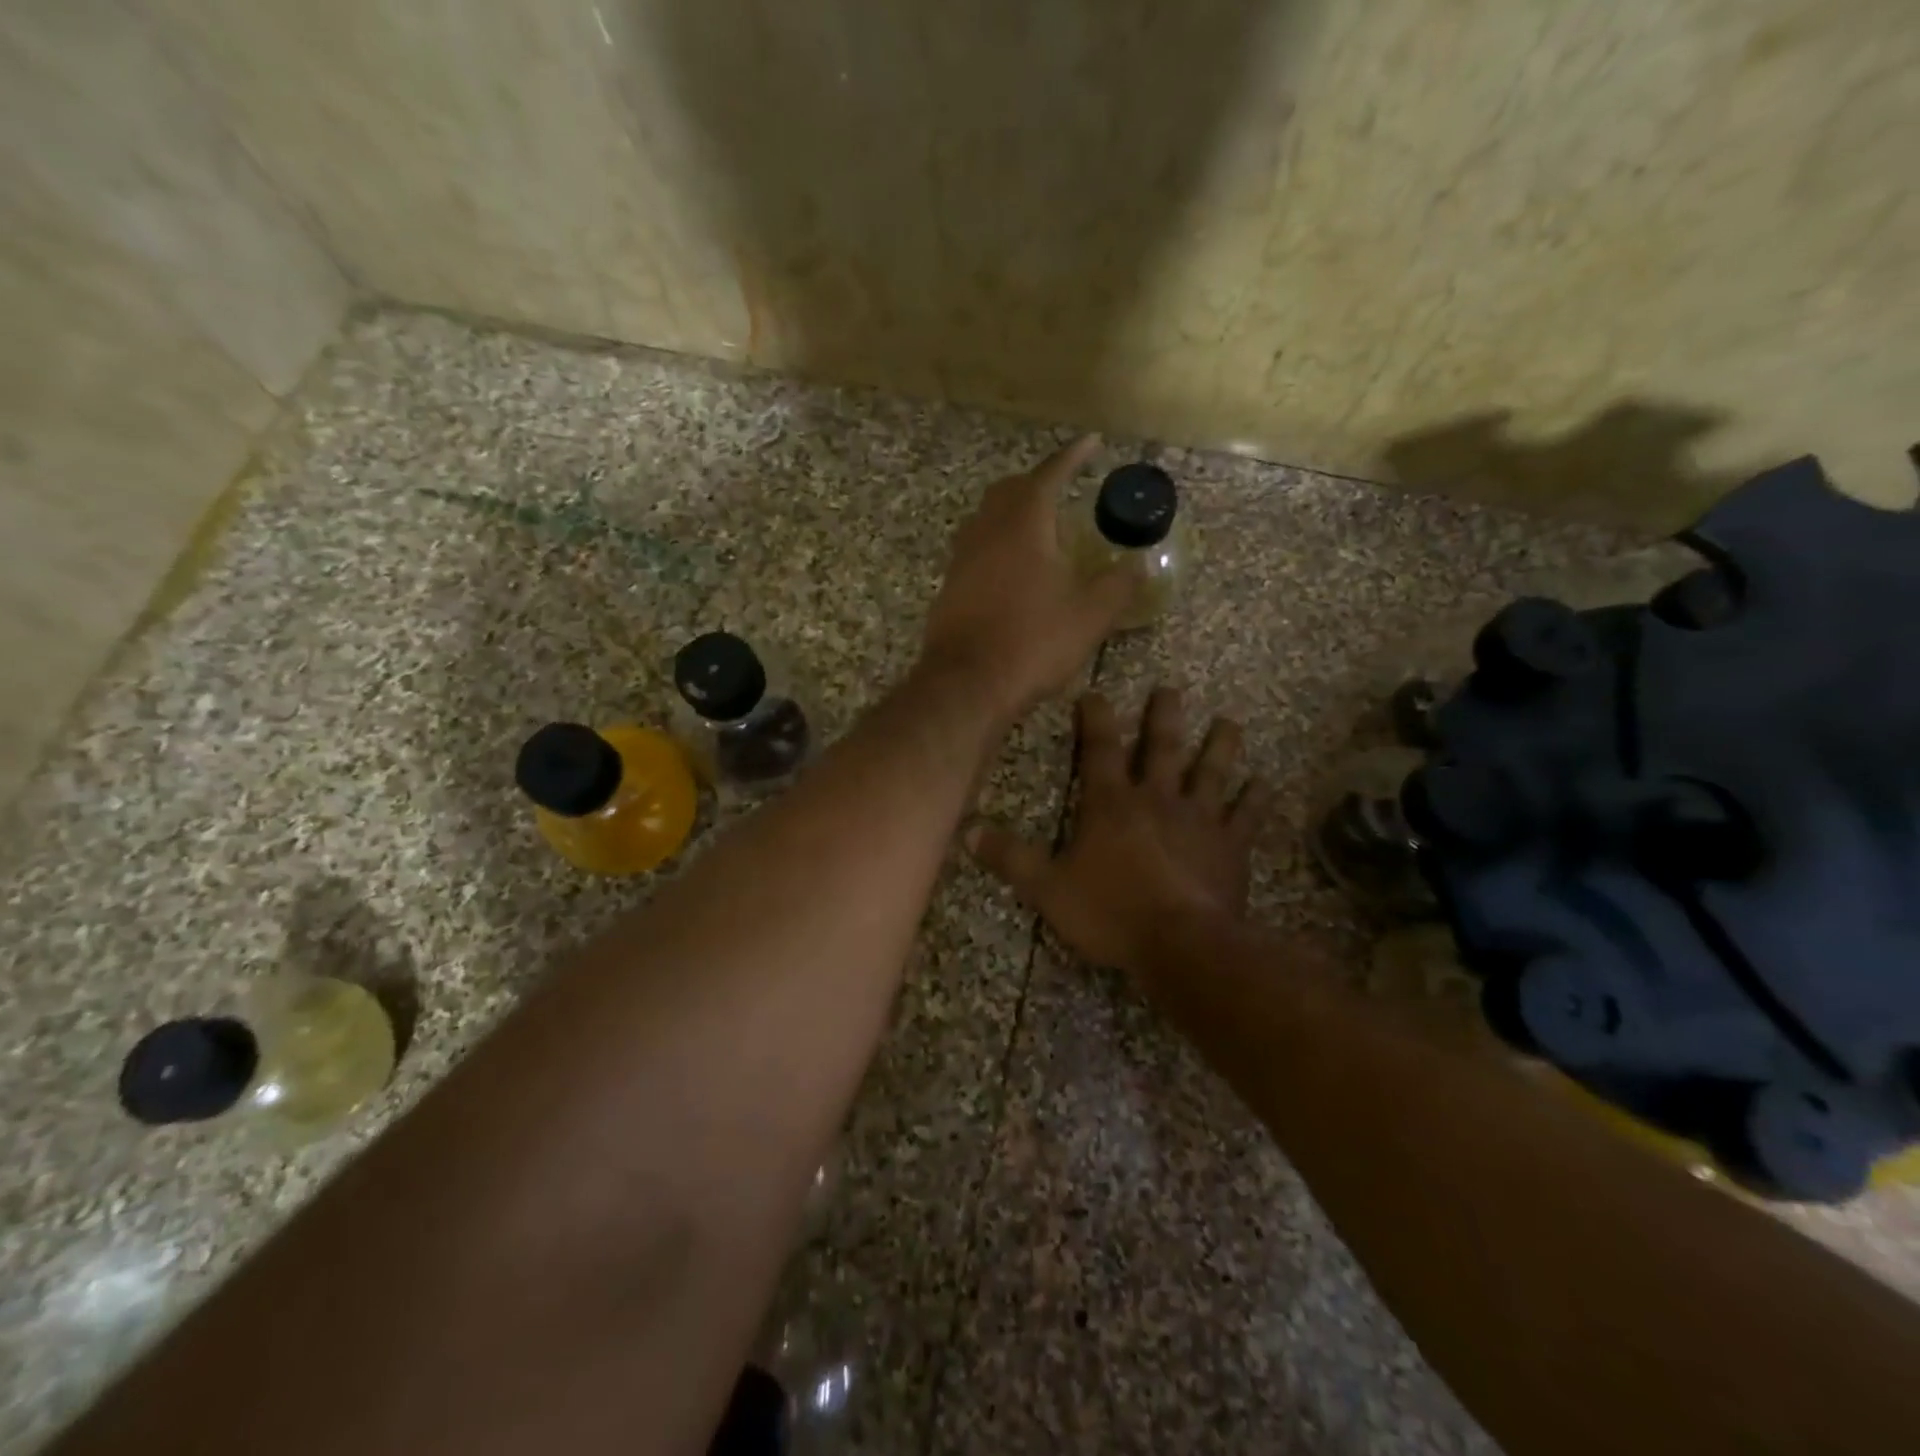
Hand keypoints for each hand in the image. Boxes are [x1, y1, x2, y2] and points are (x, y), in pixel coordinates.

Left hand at [919, 436, 1136, 722]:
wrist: (967, 683)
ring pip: (987, 518)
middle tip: (1063, 488)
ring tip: (1039, 527)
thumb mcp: (1090, 615)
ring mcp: (962, 559)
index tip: (1091, 442)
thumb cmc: (1032, 642)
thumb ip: (1118, 585)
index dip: (1072, 456)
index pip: (1049, 474)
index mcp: (1024, 524)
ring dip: (1012, 512)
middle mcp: (986, 530)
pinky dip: (997, 544)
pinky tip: (1012, 569)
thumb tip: (1138, 566)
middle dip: (1037, 482)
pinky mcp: (950, 587)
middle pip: (1009, 490)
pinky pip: (975, 549)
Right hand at [968, 687, 1270, 979]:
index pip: (1099, 750)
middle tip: (1170, 690)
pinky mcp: (1230, 847)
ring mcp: (1199, 820)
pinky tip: (1265, 784)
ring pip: (1211, 772)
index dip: (1095, 719)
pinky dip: (1256, 799)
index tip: (1095, 693)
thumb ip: (1011, 857)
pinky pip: (1246, 816)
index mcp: (1111, 805)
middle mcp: (1157, 799)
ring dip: (1220, 746)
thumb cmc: (1110, 913)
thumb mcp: (1047, 889)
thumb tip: (968, 830)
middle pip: (1161, 748)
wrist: (1181, 945)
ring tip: (1230, 722)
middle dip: (1163, 717)